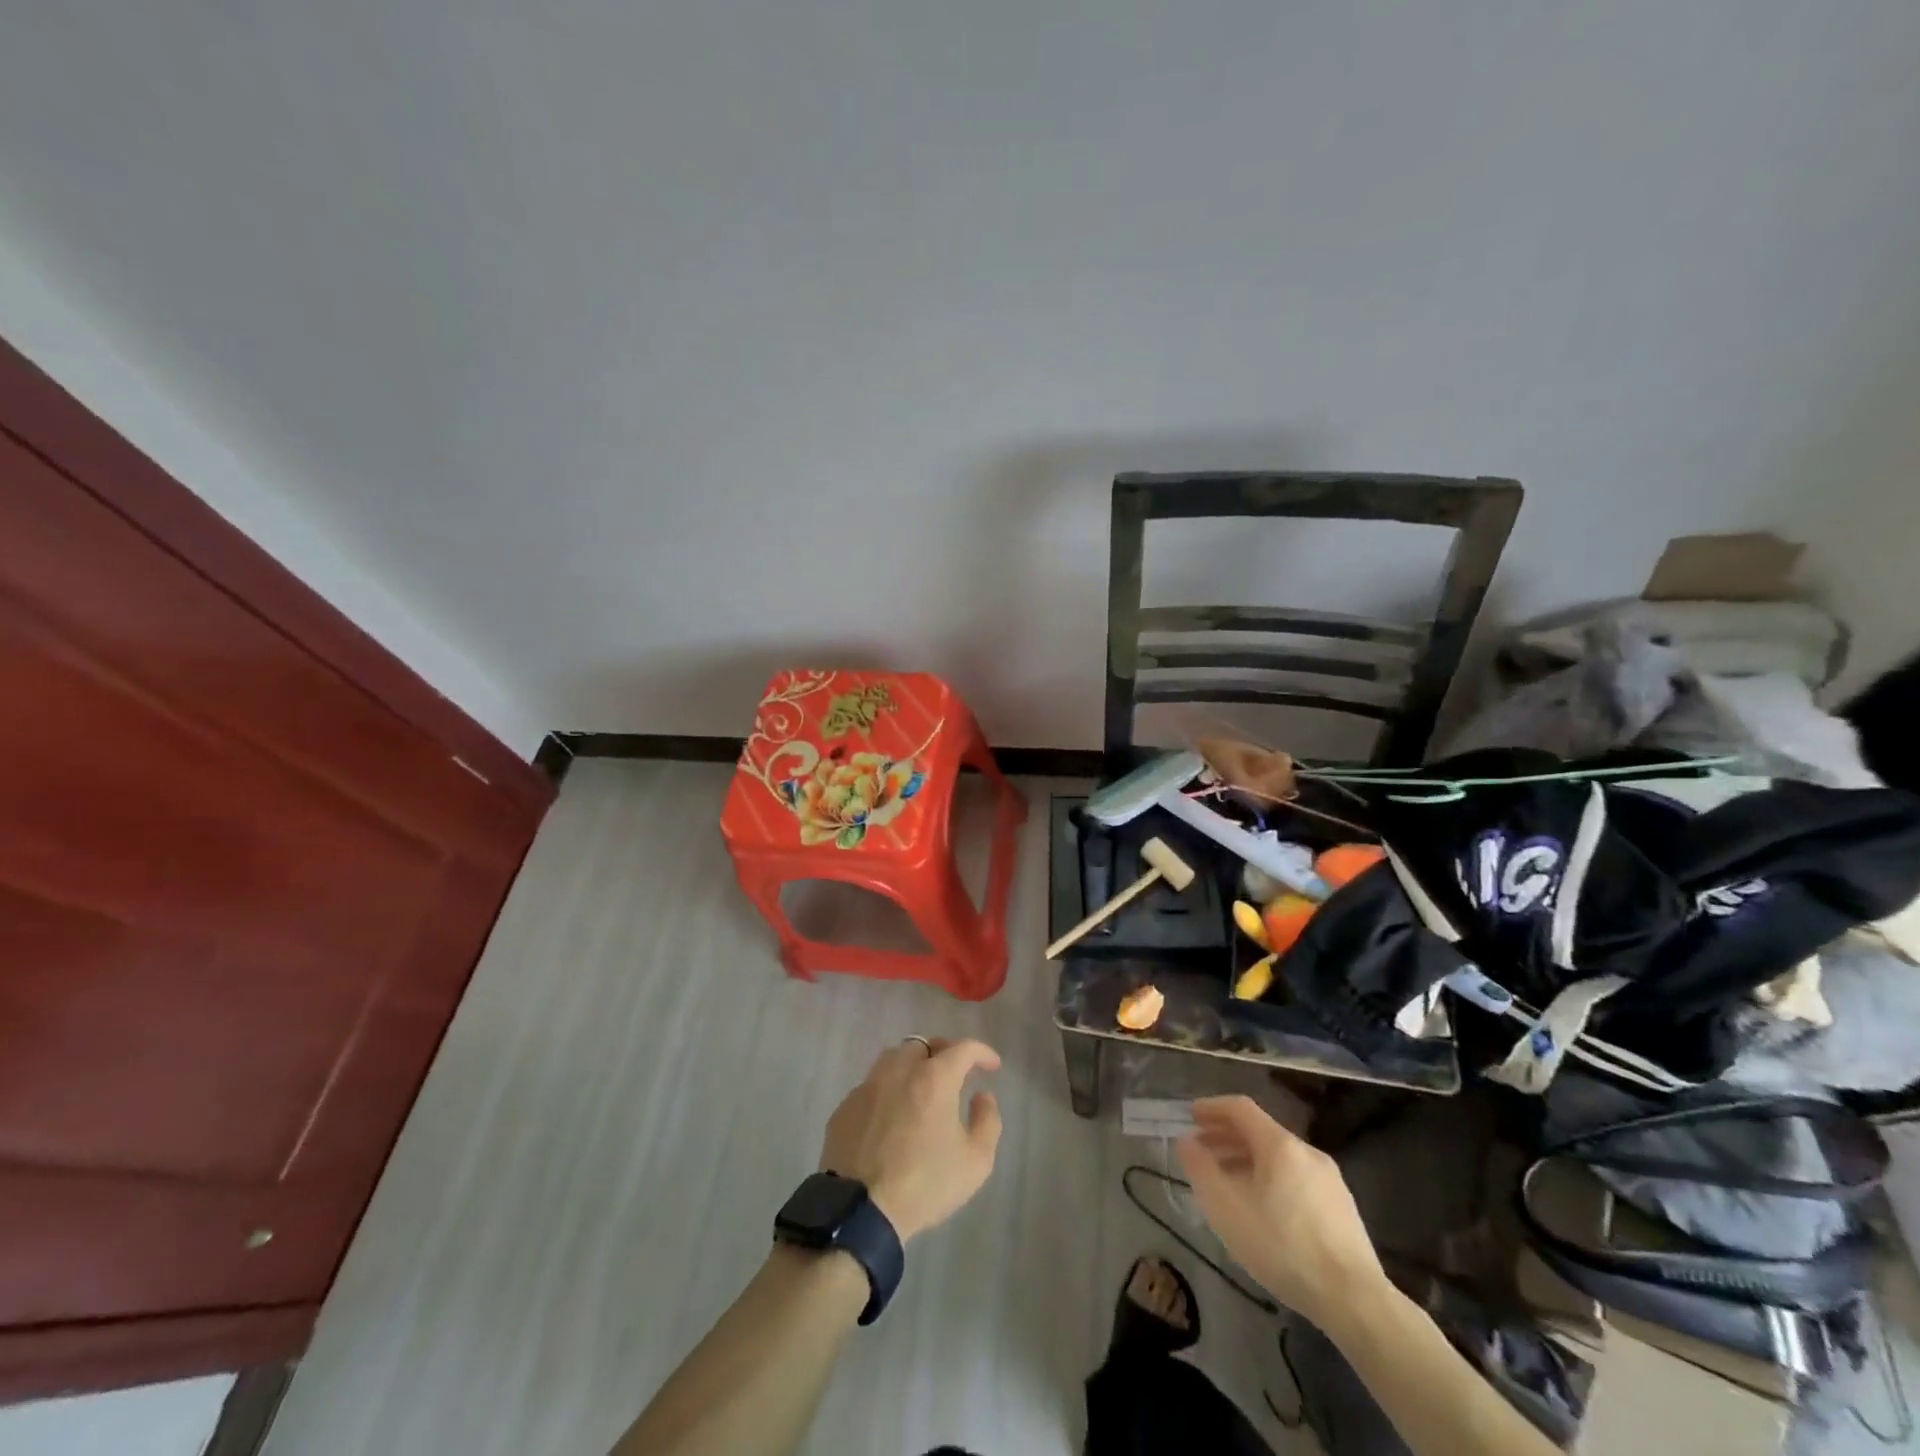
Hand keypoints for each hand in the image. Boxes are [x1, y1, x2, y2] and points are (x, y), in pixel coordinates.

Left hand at [818, 1038, 1002, 1242]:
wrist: (861, 1210)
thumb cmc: (925, 1184)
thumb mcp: (976, 1161)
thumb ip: (987, 1121)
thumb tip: (982, 1096)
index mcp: (934, 1078)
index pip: (963, 1048)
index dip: (982, 1052)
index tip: (992, 1065)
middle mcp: (900, 1070)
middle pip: (924, 1045)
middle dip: (944, 1052)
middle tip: (955, 1072)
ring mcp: (868, 1086)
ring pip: (894, 1058)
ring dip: (913, 1064)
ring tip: (922, 1085)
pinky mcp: (846, 1106)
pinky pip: (872, 1085)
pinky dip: (888, 1090)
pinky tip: (892, 1113)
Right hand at [1176, 1095, 1384, 1326]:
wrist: (1354, 1300)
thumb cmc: (1282, 1247)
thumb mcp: (1227, 1208)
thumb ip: (1201, 1169)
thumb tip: (1187, 1141)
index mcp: (1279, 1144)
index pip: (1240, 1108)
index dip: (1212, 1108)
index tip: (1191, 1116)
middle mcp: (1306, 1151)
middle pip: (1260, 1131)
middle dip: (1226, 1137)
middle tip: (1202, 1151)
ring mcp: (1329, 1179)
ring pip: (1279, 1157)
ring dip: (1247, 1160)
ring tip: (1227, 1182)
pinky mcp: (1342, 1207)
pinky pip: (1296, 1178)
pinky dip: (1270, 1179)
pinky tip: (1262, 1209)